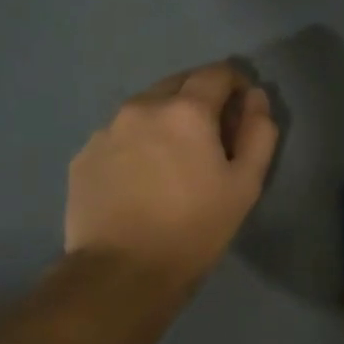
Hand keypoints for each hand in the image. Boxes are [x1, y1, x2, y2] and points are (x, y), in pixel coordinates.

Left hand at [66, 63, 278, 289]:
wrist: (123, 271)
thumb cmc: (196, 227)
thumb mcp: (246, 184)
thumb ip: (259, 133)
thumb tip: (257, 98)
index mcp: (186, 110)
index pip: (217, 73)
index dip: (237, 85)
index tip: (244, 110)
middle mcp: (142, 107)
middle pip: (178, 84)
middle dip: (201, 99)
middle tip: (213, 138)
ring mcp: (106, 130)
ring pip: (146, 109)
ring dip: (167, 120)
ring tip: (176, 161)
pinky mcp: (84, 155)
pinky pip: (120, 135)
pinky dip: (139, 144)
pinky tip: (144, 179)